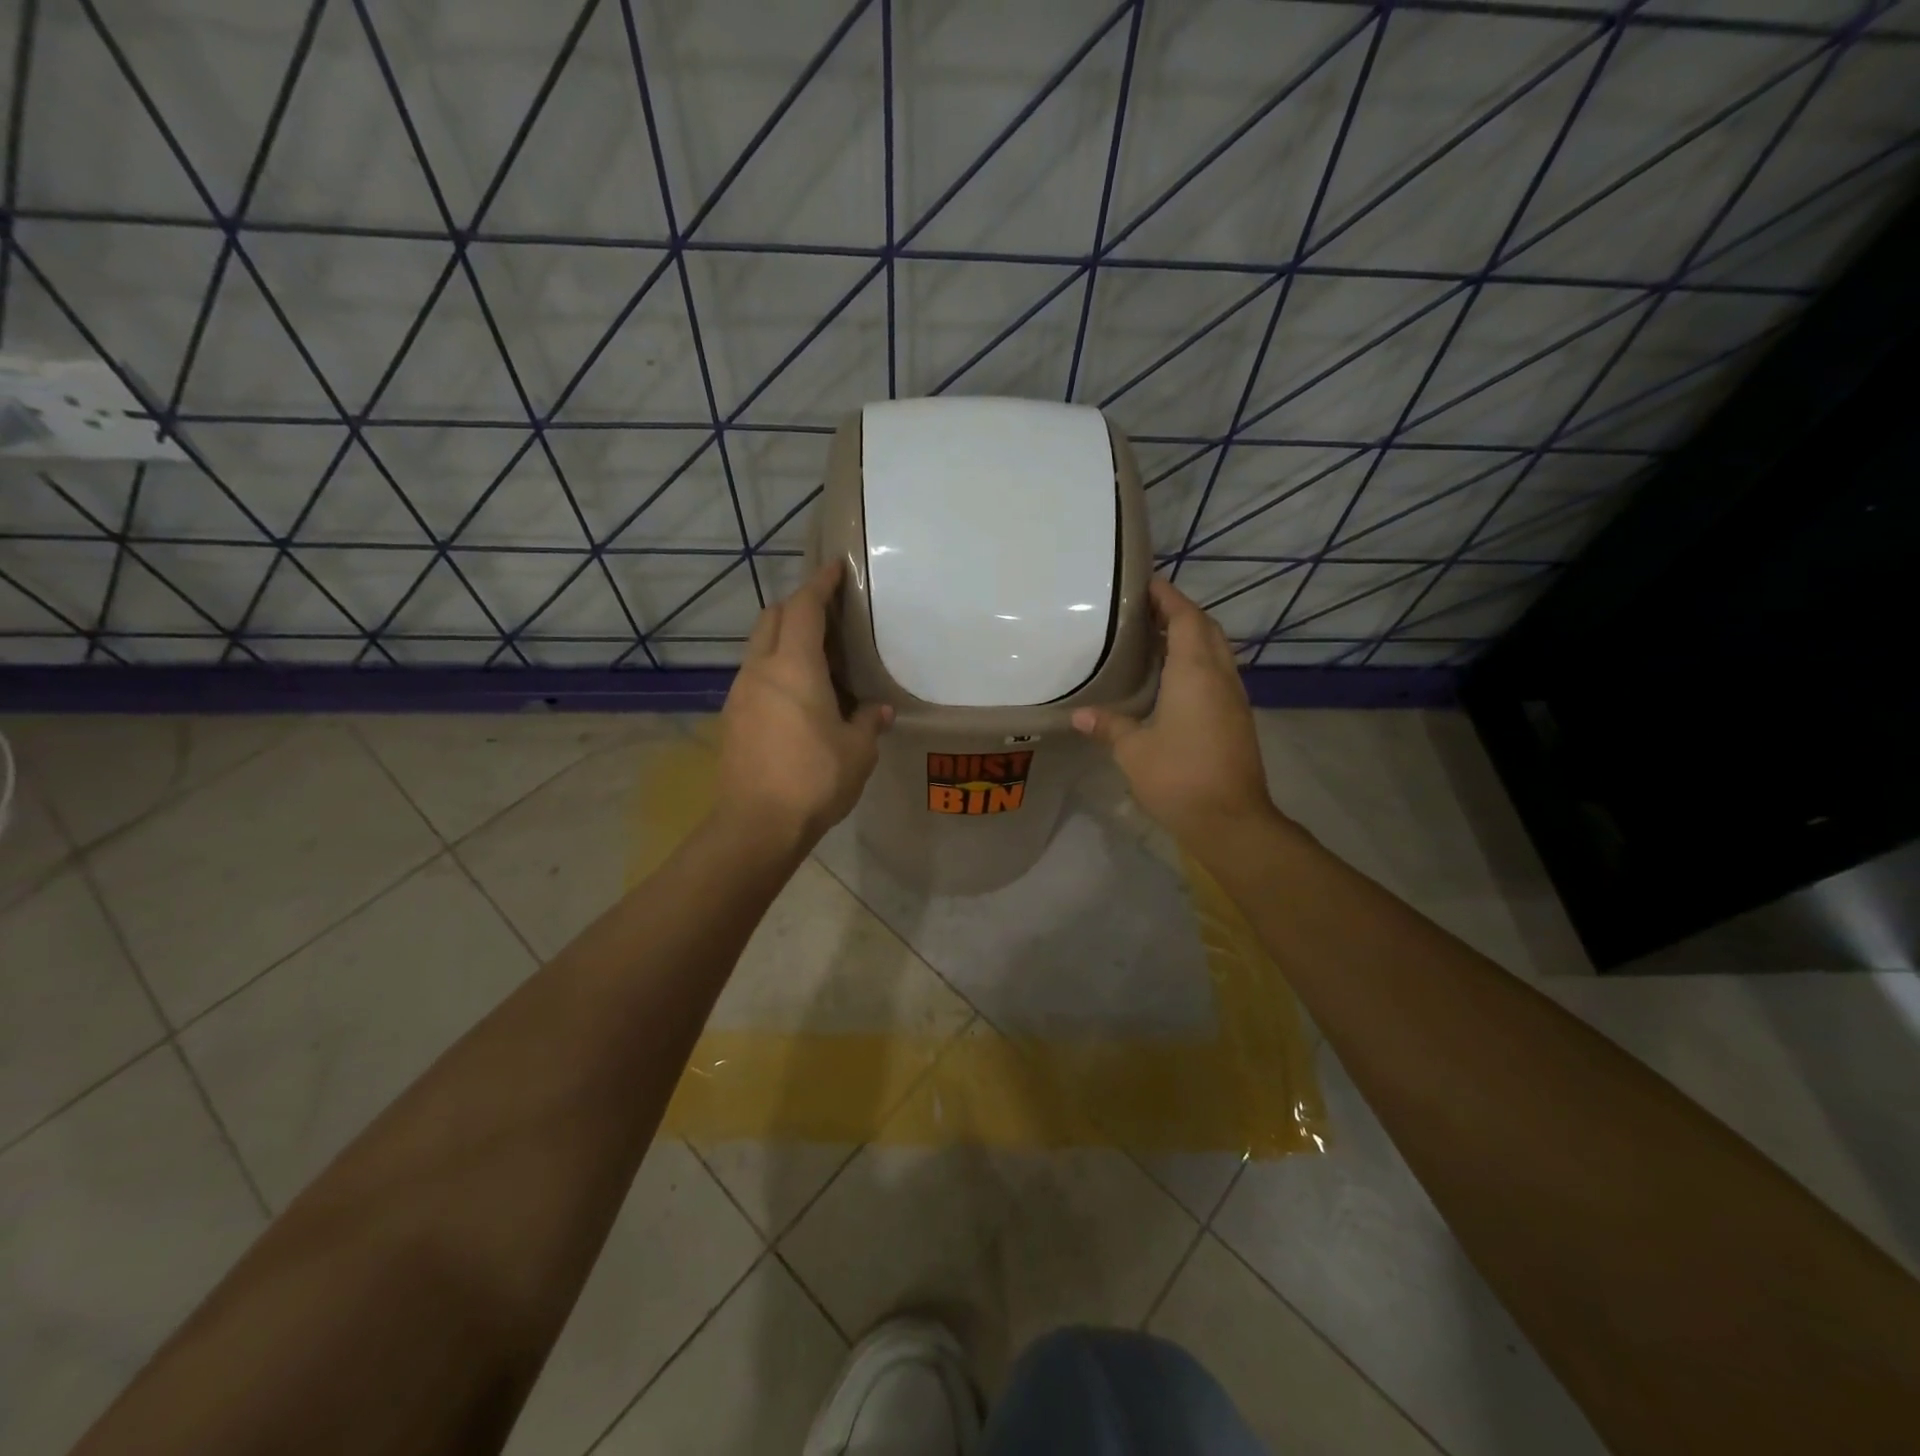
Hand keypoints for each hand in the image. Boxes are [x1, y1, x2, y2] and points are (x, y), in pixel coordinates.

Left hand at [714, 559, 891, 845]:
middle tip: (827, 614)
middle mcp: (760, 670)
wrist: (756, 825)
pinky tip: (795, 695)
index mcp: (794, 667)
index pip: (804, 607)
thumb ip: (869, 722)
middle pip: (772, 618)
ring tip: (814, 657)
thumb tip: (879, 711)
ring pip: (758, 647)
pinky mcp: (731, 719)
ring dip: (783, 639)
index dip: (820, 584)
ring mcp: (739, 694)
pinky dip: (774, 669)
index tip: (835, 568)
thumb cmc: (814, 779)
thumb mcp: (857, 751)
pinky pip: (753, 676)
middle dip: (797, 606)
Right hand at [1072, 578, 1276, 845]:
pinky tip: (1172, 679)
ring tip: (1154, 639)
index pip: (1186, 618)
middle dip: (1179, 613)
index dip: (1168, 597)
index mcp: (1195, 672)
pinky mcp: (1237, 719)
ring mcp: (1234, 698)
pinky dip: (1197, 662)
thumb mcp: (1133, 750)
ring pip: (1216, 651)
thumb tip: (1080, 714)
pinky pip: (1217, 674)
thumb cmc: (1178, 777)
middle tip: (1144, 611)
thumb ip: (1109, 725)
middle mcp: (1220, 676)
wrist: (1231, 820)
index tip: (1145, 583)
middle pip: (1206, 629)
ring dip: (1191, 637)